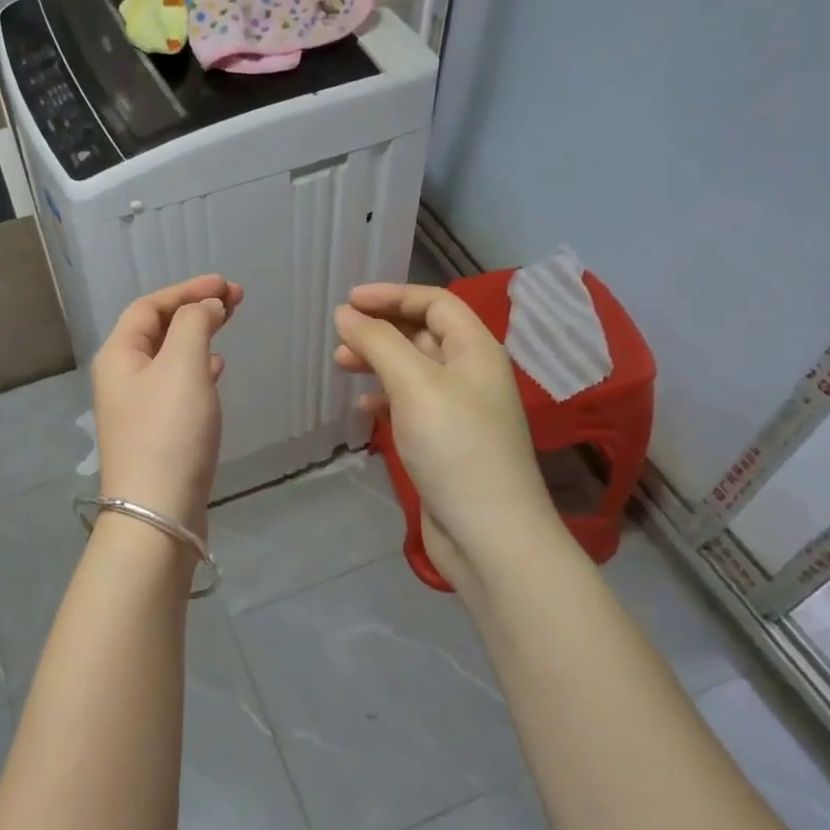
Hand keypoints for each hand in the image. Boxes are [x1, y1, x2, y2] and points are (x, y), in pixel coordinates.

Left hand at [92, 275, 242, 532]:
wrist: (158, 513)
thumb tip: (206, 306)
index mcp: (119, 355)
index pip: (149, 306)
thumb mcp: (183, 366)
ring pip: (169, 356)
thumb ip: (195, 325)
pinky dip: (197, 368)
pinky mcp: (155, 432)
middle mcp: (121, 376)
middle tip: (236, 299)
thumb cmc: (169, 432)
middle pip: (157, 329)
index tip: (226, 285)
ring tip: (229, 326)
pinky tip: (216, 369)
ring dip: (198, 336)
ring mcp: (136, 407)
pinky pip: (175, 384)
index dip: (187, 290)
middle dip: (195, 309)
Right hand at [334, 284, 557, 586]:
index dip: (392, 295)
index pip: (435, 303)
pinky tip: (365, 408)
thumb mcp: (414, 384)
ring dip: (379, 362)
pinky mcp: (446, 442)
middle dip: (381, 329)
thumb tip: (346, 313)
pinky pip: (412, 404)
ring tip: (342, 366)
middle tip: (340, 338)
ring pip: (414, 370)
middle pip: (423, 334)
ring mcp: (460, 410)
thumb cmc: (455, 446)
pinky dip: (386, 398)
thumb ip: (378, 342)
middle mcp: (471, 374)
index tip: (349, 301)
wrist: (489, 534)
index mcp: (476, 350)